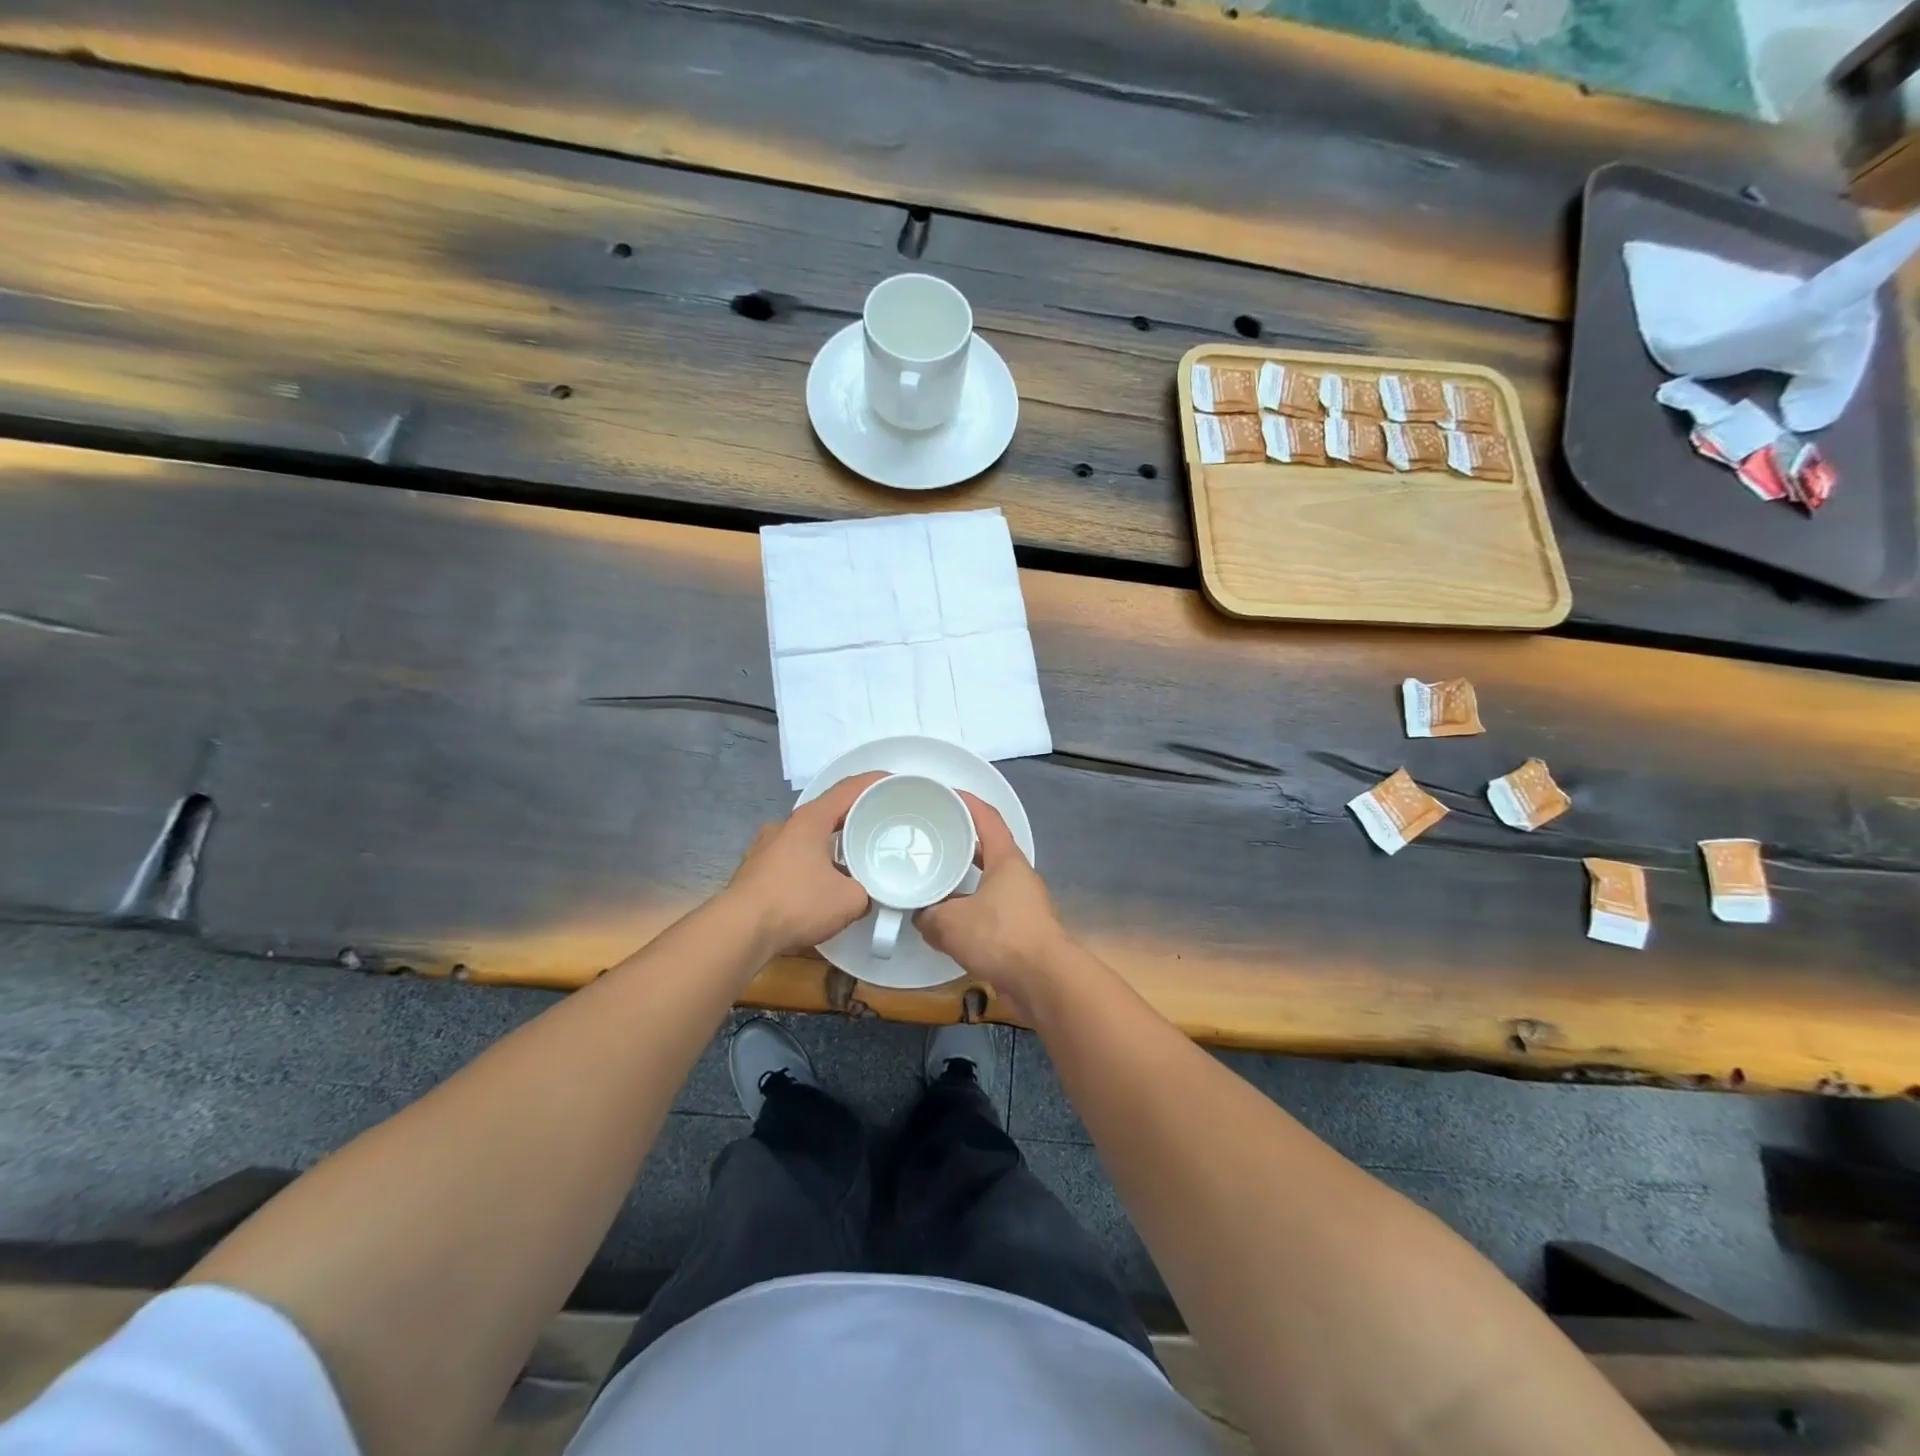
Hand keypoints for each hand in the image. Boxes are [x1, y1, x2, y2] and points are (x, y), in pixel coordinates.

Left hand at [725, 771, 882, 956]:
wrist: (740, 931)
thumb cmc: (797, 903)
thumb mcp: (850, 900)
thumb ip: (866, 891)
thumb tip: (865, 895)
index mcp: (810, 820)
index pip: (848, 789)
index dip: (874, 782)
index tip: (895, 783)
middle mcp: (785, 826)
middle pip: (827, 812)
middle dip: (853, 817)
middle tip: (878, 827)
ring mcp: (765, 847)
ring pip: (807, 837)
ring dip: (830, 844)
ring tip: (852, 860)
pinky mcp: (755, 871)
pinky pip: (792, 859)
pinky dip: (811, 864)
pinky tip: (821, 885)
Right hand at [916, 792, 1069, 1008]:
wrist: (1043, 981)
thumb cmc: (1000, 937)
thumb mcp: (950, 923)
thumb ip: (928, 915)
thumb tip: (920, 917)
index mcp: (1006, 859)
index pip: (987, 817)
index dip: (966, 801)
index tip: (944, 793)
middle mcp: (1018, 875)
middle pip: (987, 848)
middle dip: (960, 842)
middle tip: (931, 839)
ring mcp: (1023, 903)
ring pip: (987, 881)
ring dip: (963, 880)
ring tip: (933, 880)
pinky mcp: (1022, 929)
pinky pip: (990, 909)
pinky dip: (969, 910)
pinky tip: (947, 922)